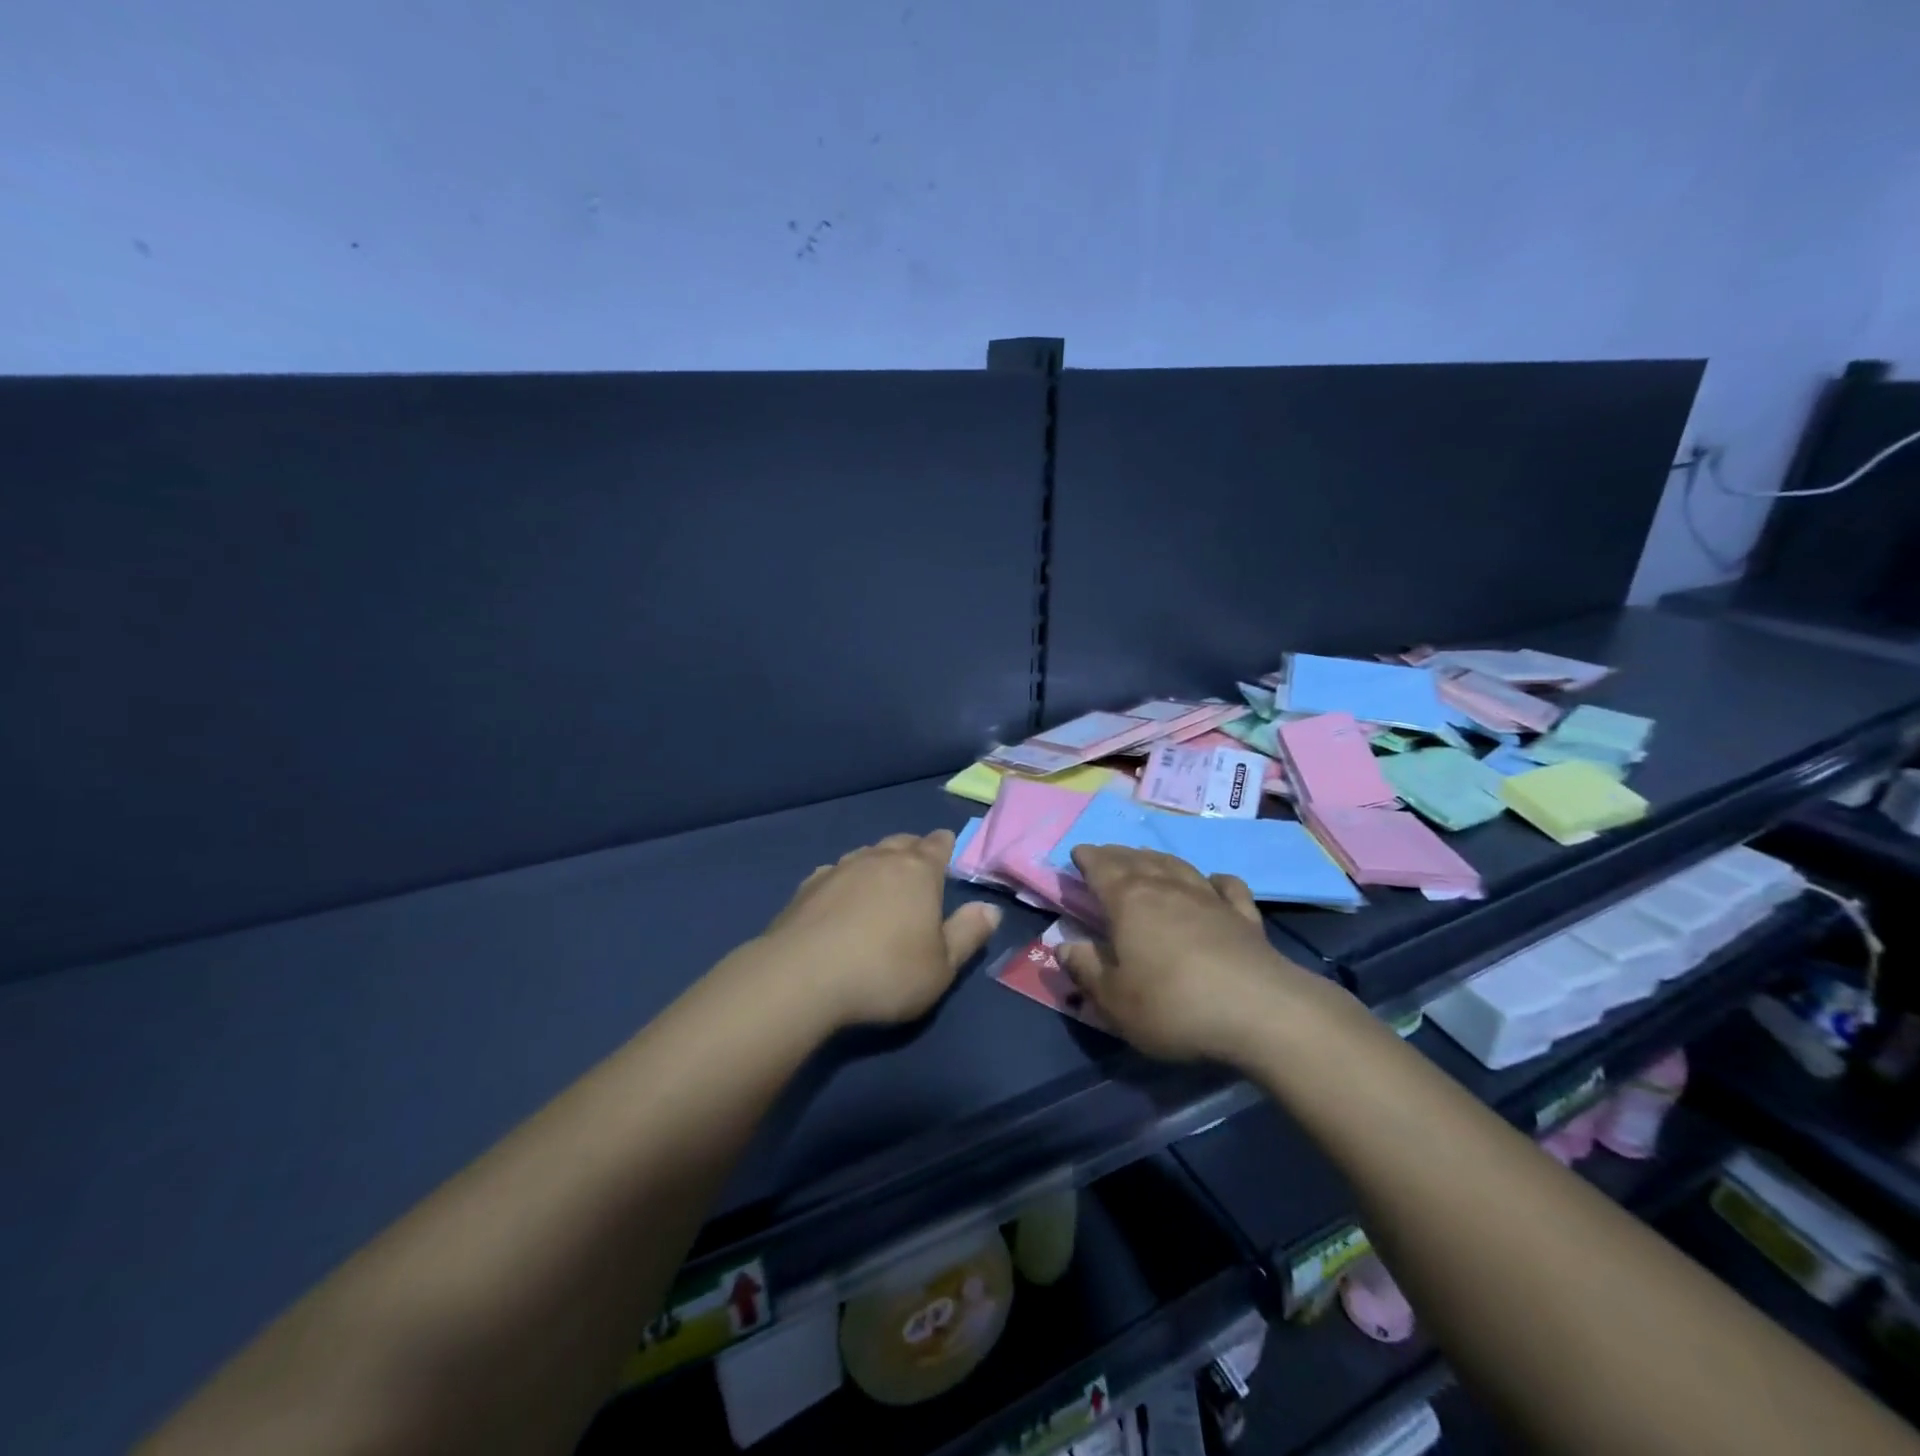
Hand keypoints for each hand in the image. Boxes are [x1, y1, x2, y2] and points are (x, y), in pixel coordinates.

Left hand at [761, 830, 1002, 1029]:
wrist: (802, 977)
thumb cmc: (885, 972)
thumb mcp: (941, 967)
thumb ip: (968, 934)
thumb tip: (990, 908)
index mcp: (918, 872)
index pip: (937, 846)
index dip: (945, 844)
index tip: (947, 844)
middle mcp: (879, 860)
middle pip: (900, 843)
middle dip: (912, 848)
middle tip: (918, 861)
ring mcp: (839, 869)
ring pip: (866, 854)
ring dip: (877, 861)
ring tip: (881, 878)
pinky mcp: (807, 887)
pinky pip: (834, 873)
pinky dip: (845, 880)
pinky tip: (841, 895)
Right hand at [1059, 845, 1319, 1063]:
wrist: (1259, 1011)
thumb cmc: (1173, 1006)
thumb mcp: (1114, 1000)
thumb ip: (1085, 970)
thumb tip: (1062, 945)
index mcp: (1128, 902)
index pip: (1101, 868)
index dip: (1087, 858)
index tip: (1077, 852)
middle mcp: (1167, 888)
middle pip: (1136, 860)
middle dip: (1117, 854)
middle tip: (1105, 854)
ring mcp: (1209, 898)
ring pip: (1177, 866)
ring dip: (1157, 859)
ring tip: (1146, 857)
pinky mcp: (1244, 916)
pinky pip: (1226, 886)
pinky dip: (1214, 880)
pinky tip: (1212, 881)